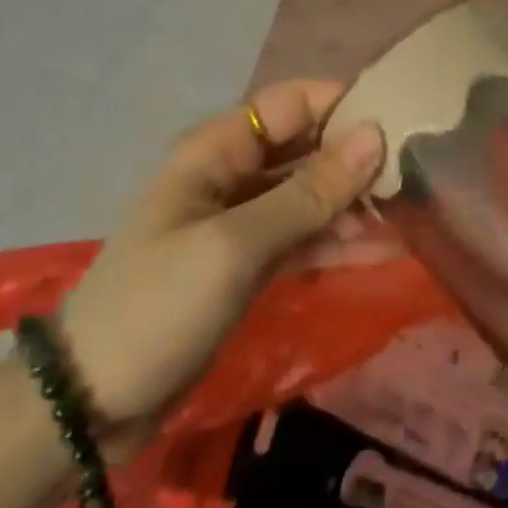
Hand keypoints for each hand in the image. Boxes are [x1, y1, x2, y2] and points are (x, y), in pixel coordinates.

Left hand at [60, 81, 383, 434]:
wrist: (90, 405)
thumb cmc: (158, 306)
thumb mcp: (236, 246)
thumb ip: (308, 192)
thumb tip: (376, 136)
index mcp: (216, 151)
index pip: (293, 102)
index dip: (344, 105)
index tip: (401, 125)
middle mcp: (232, 174)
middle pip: (306, 145)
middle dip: (356, 155)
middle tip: (416, 174)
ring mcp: (241, 220)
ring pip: (309, 192)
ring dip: (352, 201)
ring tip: (407, 214)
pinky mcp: (249, 261)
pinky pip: (302, 235)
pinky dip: (335, 239)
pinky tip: (380, 249)